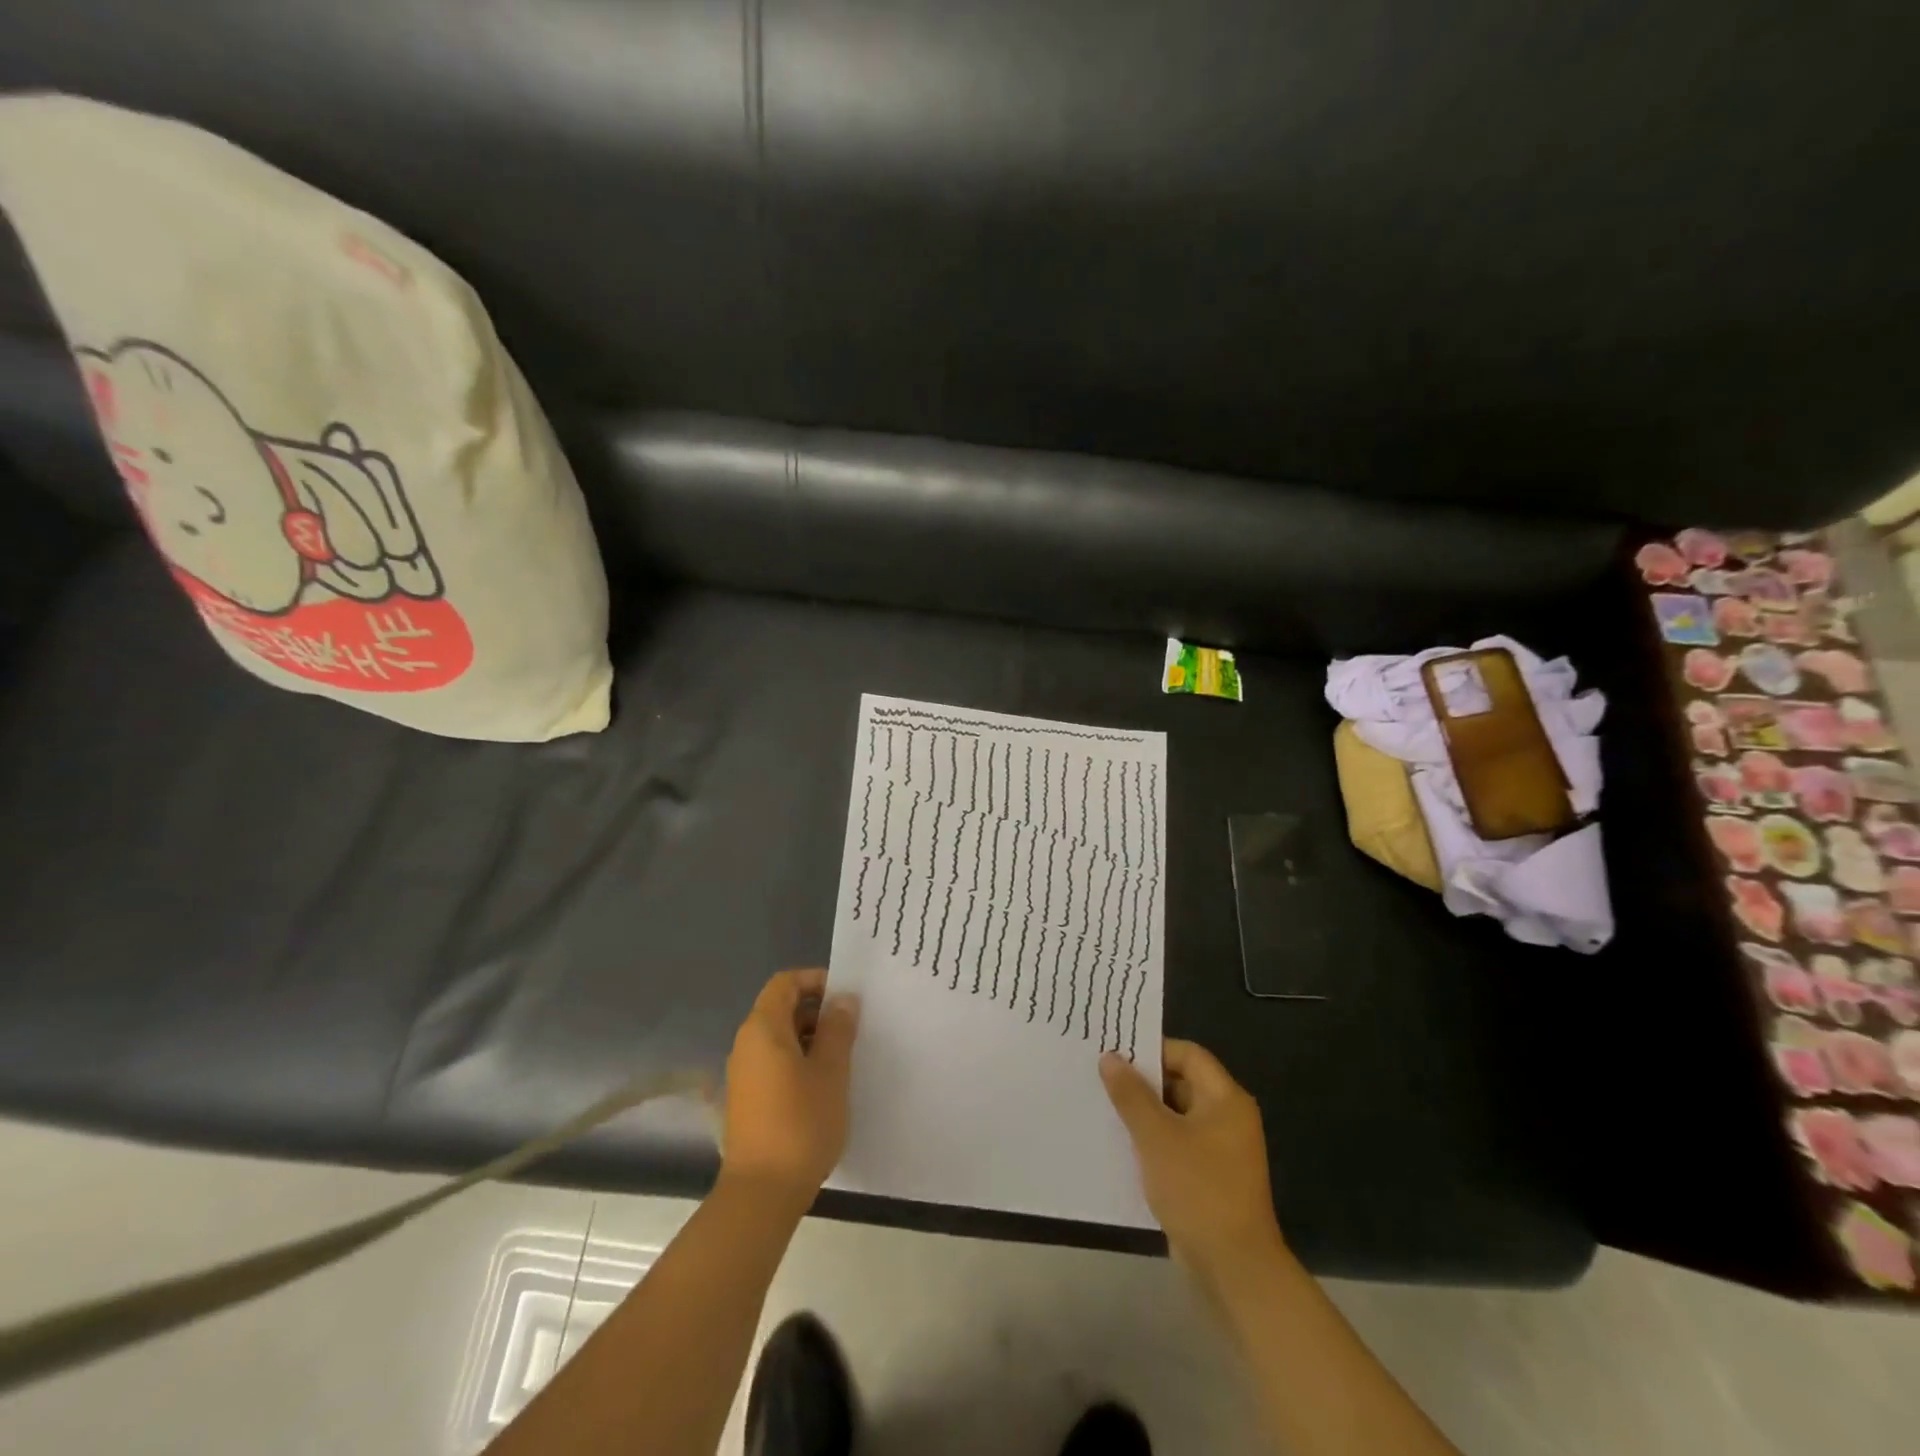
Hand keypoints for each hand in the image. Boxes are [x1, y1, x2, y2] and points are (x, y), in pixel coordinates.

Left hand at [720, 969, 859, 1204]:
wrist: (762, 1193)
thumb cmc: (801, 1123)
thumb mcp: (831, 1071)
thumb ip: (838, 1029)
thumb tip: (842, 999)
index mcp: (763, 1029)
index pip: (785, 983)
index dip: (815, 980)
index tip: (845, 997)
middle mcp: (746, 1044)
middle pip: (781, 1008)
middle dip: (817, 1012)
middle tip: (851, 1029)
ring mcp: (743, 1074)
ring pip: (779, 1038)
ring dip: (810, 1039)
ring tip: (842, 1059)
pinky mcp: (746, 1100)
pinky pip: (773, 1063)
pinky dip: (798, 1062)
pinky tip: (823, 1086)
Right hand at [1100, 1039, 1282, 1278]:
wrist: (1235, 1269)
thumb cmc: (1198, 1190)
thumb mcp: (1157, 1137)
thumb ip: (1131, 1095)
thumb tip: (1110, 1057)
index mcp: (1226, 1100)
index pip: (1188, 1055)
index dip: (1153, 1050)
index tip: (1117, 1055)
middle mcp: (1228, 1119)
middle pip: (1182, 1083)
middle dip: (1144, 1083)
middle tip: (1103, 1080)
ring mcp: (1221, 1151)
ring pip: (1176, 1116)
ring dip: (1145, 1114)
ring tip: (1105, 1109)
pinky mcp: (1210, 1178)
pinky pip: (1178, 1145)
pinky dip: (1153, 1142)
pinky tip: (1122, 1147)